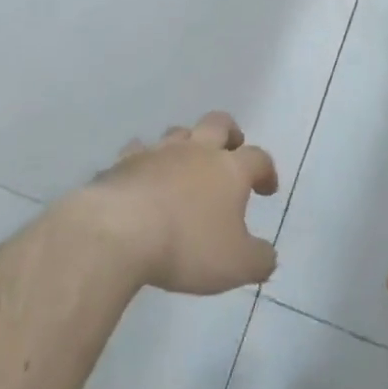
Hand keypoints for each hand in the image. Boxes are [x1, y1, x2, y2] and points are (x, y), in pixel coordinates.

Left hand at [79, 112, 279, 294]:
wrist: (119, 232)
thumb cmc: (187, 246)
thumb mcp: (236, 265)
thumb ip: (259, 259)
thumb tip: (268, 255)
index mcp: (230, 169)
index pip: (258, 158)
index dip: (266, 170)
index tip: (267, 189)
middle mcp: (197, 150)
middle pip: (219, 123)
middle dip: (230, 133)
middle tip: (231, 150)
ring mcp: (158, 152)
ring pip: (179, 132)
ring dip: (187, 144)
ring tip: (185, 165)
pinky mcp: (124, 162)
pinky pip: (139, 150)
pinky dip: (145, 160)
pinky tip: (143, 176)